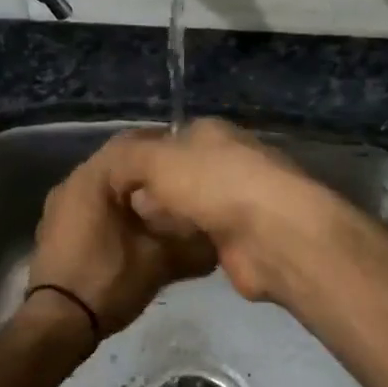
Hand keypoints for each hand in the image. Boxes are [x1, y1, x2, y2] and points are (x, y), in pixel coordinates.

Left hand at [27, 144, 217, 338]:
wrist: (57, 325)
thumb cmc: (107, 281)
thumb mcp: (159, 260)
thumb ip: (191, 242)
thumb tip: (219, 237)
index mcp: (92, 177)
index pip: (134, 142)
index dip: (166, 146)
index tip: (193, 156)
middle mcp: (71, 182)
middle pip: (119, 163)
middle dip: (152, 171)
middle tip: (185, 181)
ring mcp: (60, 206)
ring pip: (106, 185)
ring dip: (134, 191)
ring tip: (167, 204)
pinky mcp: (58, 227)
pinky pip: (93, 205)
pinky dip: (117, 208)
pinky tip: (140, 226)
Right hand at [94, 120, 339, 302]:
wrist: (271, 235)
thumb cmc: (213, 185)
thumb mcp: (156, 160)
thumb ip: (127, 160)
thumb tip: (119, 172)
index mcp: (211, 133)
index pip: (170, 138)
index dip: (142, 157)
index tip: (117, 181)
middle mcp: (227, 161)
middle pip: (178, 175)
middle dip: (152, 192)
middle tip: (123, 212)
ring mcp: (238, 201)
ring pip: (190, 208)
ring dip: (169, 220)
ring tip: (136, 235)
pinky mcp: (242, 238)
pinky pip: (203, 237)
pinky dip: (186, 244)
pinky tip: (164, 254)